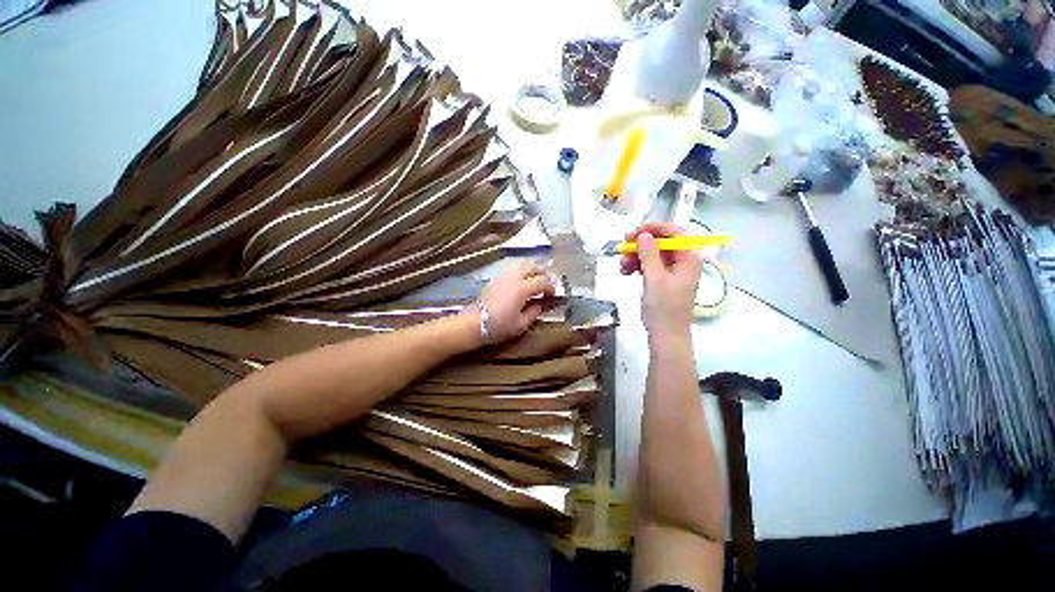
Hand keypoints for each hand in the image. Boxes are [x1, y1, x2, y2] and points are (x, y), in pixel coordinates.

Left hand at [475, 261, 555, 344]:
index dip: (551, 287)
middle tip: (545, 283)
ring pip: (520, 267)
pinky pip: (511, 273)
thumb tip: (539, 304)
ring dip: (529, 273)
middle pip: (531, 266)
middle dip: (541, 272)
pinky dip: (519, 276)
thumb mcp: (521, 324)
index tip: (553, 295)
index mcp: (522, 288)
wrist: (474, 324)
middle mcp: (513, 278)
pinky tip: (518, 289)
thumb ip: (534, 312)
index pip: (542, 281)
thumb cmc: (499, 326)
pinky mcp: (493, 281)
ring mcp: (502, 278)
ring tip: (532, 285)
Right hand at [620, 222, 701, 337]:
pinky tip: (625, 272)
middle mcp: (683, 261)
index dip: (654, 228)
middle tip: (623, 248)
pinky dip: (637, 266)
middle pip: (662, 242)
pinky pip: (650, 266)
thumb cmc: (664, 307)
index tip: (633, 233)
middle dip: (641, 244)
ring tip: (621, 266)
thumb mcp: (655, 278)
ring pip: (653, 254)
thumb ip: (649, 254)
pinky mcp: (663, 280)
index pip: (675, 232)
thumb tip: (644, 235)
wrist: (666, 335)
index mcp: (688, 258)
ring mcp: (673, 271)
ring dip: (636, 256)